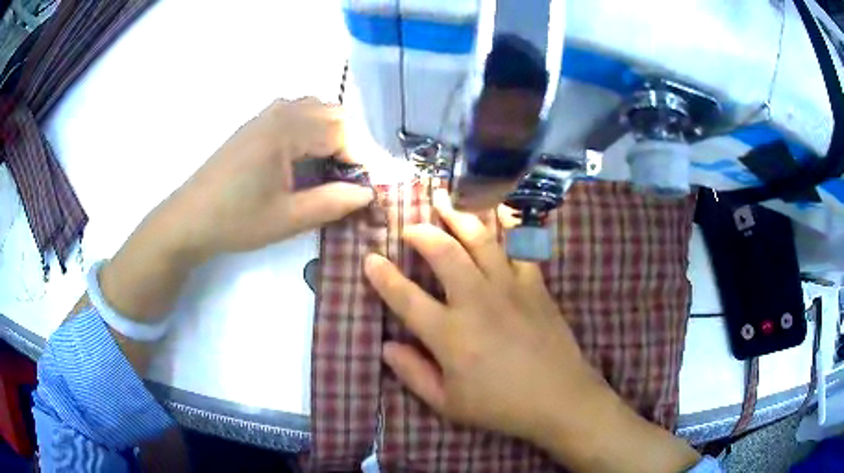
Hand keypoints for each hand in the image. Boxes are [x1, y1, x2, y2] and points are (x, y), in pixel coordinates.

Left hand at [166, 98, 372, 261]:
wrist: (189, 219)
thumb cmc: (236, 220)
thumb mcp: (287, 218)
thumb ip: (332, 203)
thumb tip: (368, 193)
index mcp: (286, 131)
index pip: (340, 132)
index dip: (360, 158)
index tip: (365, 186)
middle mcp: (278, 113)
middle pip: (332, 113)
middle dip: (349, 142)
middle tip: (350, 178)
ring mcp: (265, 115)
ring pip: (315, 108)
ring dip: (331, 132)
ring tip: (331, 166)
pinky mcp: (255, 124)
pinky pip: (295, 112)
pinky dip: (311, 127)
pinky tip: (305, 155)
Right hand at [364, 190, 701, 471]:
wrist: (559, 398)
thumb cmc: (501, 406)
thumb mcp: (448, 403)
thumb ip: (413, 374)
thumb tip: (386, 347)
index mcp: (449, 334)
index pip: (405, 297)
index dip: (383, 276)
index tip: (370, 259)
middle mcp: (475, 301)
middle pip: (442, 252)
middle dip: (422, 232)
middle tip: (411, 225)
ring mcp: (509, 287)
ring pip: (480, 239)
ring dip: (459, 216)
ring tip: (445, 199)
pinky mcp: (535, 284)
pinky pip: (520, 245)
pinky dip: (508, 224)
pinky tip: (500, 209)